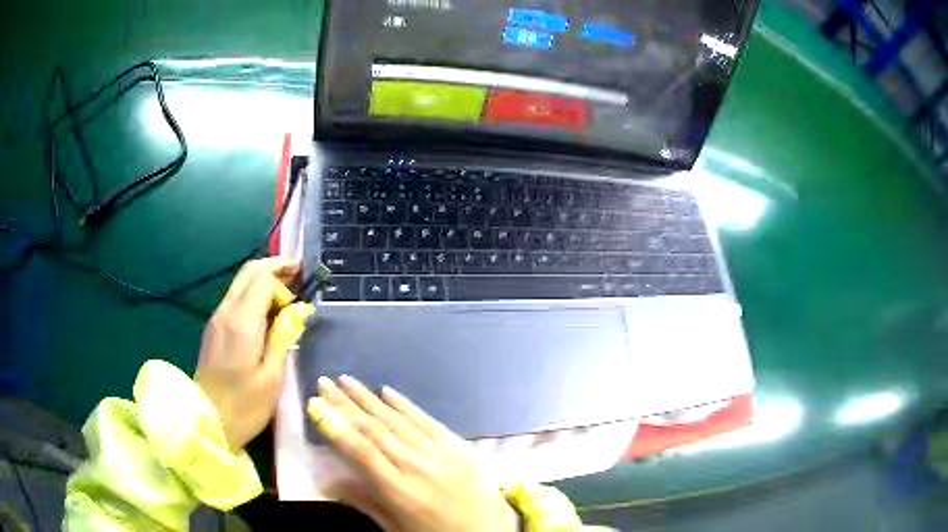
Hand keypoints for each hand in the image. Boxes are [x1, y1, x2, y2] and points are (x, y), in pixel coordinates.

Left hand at [195, 257, 314, 450]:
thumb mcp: (273, 377)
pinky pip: (235, 299)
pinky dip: (253, 296)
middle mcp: (226, 311)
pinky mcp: (213, 330)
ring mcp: (216, 319)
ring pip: (240, 283)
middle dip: (274, 267)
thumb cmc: (245, 406)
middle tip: (298, 274)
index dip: (284, 284)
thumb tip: (297, 310)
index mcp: (241, 321)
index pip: (263, 278)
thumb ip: (284, 337)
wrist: (208, 422)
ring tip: (286, 297)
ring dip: (263, 281)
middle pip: (249, 271)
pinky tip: (266, 315)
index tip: (298, 306)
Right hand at [307, 376, 518, 531]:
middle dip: (345, 404)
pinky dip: (405, 404)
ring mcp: (441, 453)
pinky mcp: (459, 445)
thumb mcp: (396, 527)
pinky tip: (387, 391)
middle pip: (375, 430)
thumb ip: (364, 501)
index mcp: (401, 492)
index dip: (335, 427)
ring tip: (346, 380)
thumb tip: (326, 480)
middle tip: (324, 382)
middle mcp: (418, 467)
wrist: (490, 530)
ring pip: (397, 420)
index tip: (315, 405)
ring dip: (369, 398)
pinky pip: (426, 419)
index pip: (361, 452)